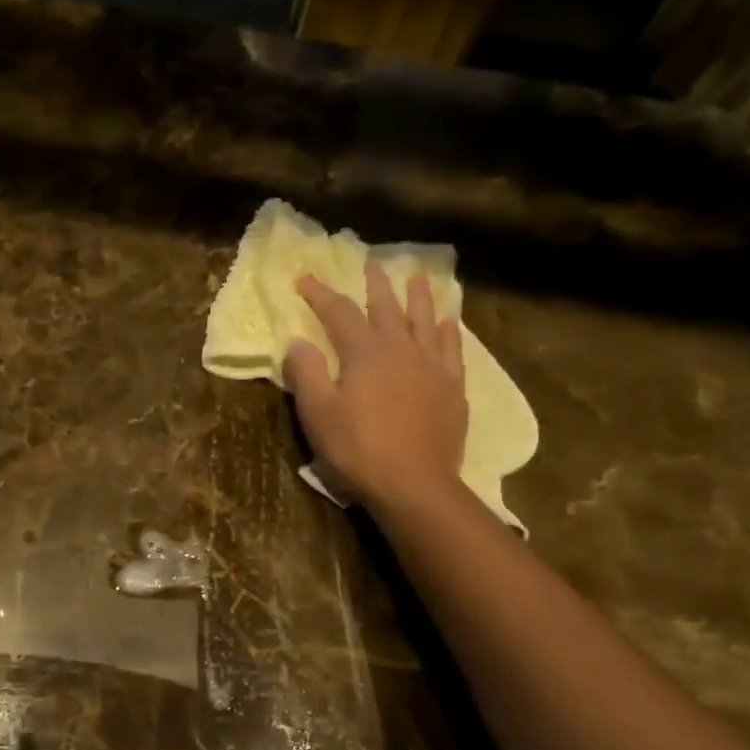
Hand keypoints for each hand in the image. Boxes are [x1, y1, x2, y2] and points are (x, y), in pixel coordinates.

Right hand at [282, 261, 466, 509]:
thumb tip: (297, 342)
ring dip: (418, 297)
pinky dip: (449, 330)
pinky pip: (452, 348)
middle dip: (375, 285)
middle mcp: (401, 348)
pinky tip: (449, 322)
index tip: (305, 280)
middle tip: (371, 265)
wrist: (414, 484)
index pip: (338, 313)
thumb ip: (306, 373)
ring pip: (425, 320)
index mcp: (364, 352)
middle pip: (386, 307)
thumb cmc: (357, 449)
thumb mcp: (318, 413)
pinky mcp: (452, 387)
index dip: (320, 294)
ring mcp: (432, 366)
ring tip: (418, 278)